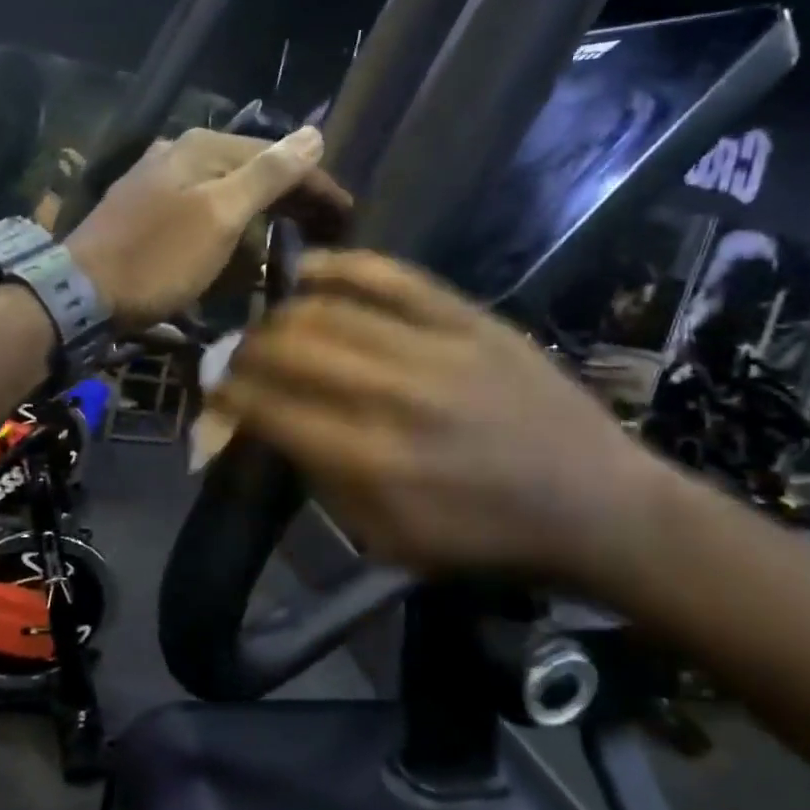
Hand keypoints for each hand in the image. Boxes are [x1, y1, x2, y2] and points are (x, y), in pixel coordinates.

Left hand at [65, 127, 349, 328]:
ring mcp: (159, 184)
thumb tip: (314, 134)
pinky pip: (203, 217)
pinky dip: (228, 234)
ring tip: (291, 247)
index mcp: (201, 147)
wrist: (81, 294)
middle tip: (327, 234)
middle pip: (251, 172)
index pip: (275, 156)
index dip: (315, 184)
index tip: (348, 215)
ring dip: (261, 219)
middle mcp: (180, 154)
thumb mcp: (220, 215)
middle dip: (290, 202)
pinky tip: (238, 255)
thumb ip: (268, 174)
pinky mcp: (146, 216)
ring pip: (227, 195)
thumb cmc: (157, 257)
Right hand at [211, 250, 671, 586]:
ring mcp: (434, 348)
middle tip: (238, 357)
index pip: (270, 408)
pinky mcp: (469, 318)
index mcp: (371, 463)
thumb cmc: (485, 539)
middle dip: (246, 350)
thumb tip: (269, 430)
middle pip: (290, 348)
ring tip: (269, 321)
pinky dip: (341, 267)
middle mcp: (393, 396)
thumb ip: (322, 484)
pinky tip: (311, 270)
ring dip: (282, 312)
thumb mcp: (390, 542)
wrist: (596, 505)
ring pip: (330, 307)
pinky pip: (391, 276)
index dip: (228, 395)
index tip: (214, 392)